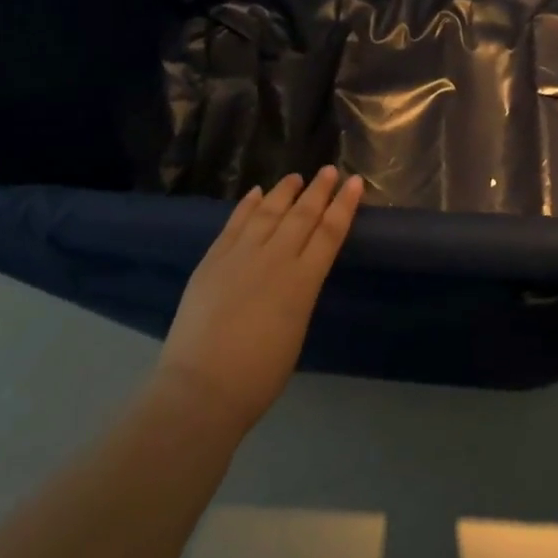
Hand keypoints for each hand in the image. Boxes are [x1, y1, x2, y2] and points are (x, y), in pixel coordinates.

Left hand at [154, 167, 363, 434]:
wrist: (202, 387)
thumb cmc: (258, 376)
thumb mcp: (294, 332)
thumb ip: (297, 297)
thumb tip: (294, 277)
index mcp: (303, 282)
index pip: (329, 233)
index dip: (344, 206)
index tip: (355, 183)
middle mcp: (275, 259)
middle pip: (302, 215)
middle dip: (318, 191)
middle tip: (329, 170)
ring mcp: (241, 255)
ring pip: (268, 212)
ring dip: (283, 192)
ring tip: (295, 177)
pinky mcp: (213, 259)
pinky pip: (235, 223)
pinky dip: (247, 205)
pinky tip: (256, 193)